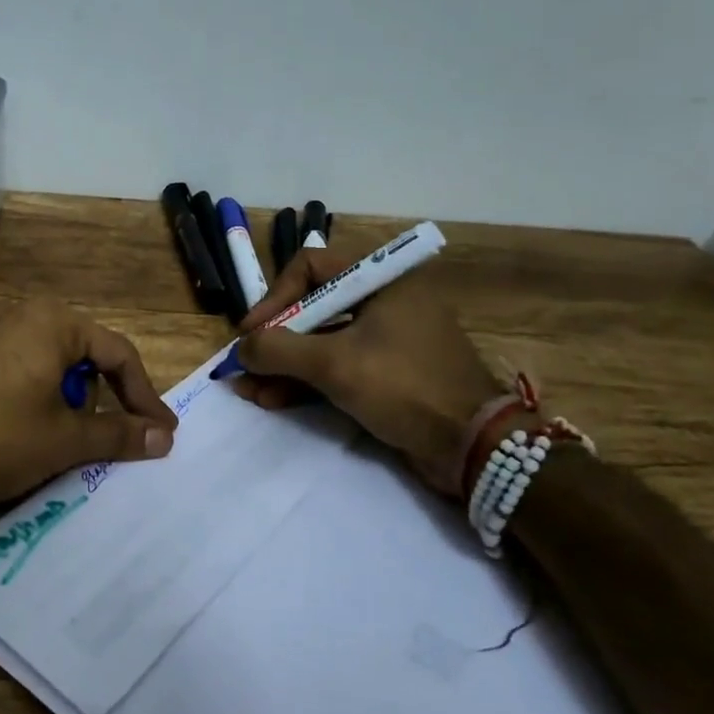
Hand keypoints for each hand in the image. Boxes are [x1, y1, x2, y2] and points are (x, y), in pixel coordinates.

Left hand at [0, 297, 178, 530]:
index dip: (143, 396)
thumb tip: (163, 437)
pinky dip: (14, 393)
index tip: (160, 432)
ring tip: (48, 435)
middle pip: (75, 351)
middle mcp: (10, 312)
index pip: (117, 353)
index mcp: (49, 321)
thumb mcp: (64, 442)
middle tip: (101, 435)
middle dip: (96, 395)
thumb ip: (120, 435)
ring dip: (55, 394)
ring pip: (34, 358)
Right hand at [232, 245, 503, 494]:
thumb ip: (279, 350)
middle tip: (245, 366)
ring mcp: (387, 338)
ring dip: (284, 366)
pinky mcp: (387, 372)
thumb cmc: (405, 387)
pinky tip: (274, 401)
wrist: (473, 446)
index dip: (275, 298)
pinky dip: (306, 381)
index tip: (252, 333)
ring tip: (250, 392)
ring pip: (321, 341)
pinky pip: (337, 366)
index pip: (310, 267)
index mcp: (382, 280)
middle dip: (275, 340)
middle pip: (312, 307)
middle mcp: (384, 300)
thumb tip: (240, 350)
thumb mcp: (335, 364)